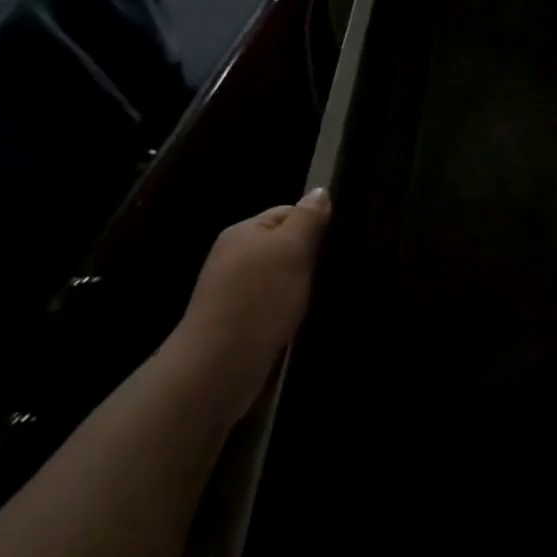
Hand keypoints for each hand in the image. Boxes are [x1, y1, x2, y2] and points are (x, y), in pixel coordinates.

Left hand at [173, 189, 330, 414]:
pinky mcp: (238, 321)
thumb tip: (320, 191)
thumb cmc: (259, 298)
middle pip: (283, 245)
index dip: (313, 224)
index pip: (287, 212)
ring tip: (320, 297)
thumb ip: (307, 219)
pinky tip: (300, 319)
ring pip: (280, 277)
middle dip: (309, 257)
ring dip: (300, 286)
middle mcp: (234, 256)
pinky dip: (289, 309)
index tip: (336, 244)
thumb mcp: (290, 249)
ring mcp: (233, 291)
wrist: (219, 365)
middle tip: (333, 271)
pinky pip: (273, 304)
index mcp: (243, 231)